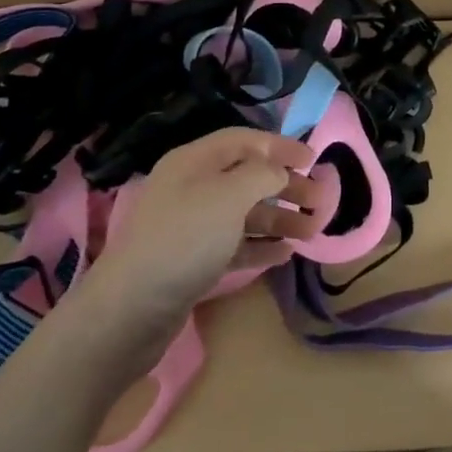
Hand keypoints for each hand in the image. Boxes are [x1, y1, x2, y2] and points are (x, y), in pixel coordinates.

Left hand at [74, 127, 320, 322]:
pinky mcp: (193, 261)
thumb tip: (279, 171)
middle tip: (321, 200)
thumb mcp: (229, 195)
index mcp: (195, 161)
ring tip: (312, 231)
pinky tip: (286, 254)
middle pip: (248, 177)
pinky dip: (261, 246)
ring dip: (280, 219)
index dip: (281, 146)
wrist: (130, 310)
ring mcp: (191, 226)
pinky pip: (235, 244)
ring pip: (245, 213)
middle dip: (286, 186)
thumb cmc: (185, 239)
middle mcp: (192, 187)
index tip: (315, 158)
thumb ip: (262, 174)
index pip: (245, 140)